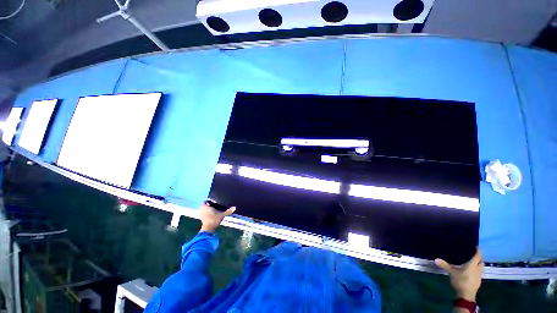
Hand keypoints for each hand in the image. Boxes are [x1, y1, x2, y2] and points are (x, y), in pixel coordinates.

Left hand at [199, 202, 234, 232]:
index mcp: (205, 206)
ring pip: (204, 210)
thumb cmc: (214, 219)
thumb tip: (234, 207)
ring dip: (207, 210)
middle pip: (204, 206)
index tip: (214, 201)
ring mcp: (201, 215)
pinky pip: (204, 214)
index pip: (205, 201)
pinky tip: (212, 215)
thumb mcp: (222, 215)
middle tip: (215, 205)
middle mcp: (202, 210)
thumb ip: (228, 211)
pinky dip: (207, 214)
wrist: (208, 229)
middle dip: (208, 205)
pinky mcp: (201, 219)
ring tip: (214, 210)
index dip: (209, 201)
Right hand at [435, 248, 483, 301]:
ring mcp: (479, 275)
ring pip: (481, 267)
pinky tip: (471, 271)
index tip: (476, 246)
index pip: (477, 256)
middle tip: (473, 254)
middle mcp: (477, 269)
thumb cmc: (460, 281)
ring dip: (478, 264)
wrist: (466, 294)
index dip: (477, 251)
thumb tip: (436, 259)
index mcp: (472, 265)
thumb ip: (445, 266)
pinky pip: (479, 272)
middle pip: (481, 261)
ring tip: (472, 261)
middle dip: (479, 257)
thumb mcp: (452, 273)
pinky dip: (476, 269)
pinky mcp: (478, 280)